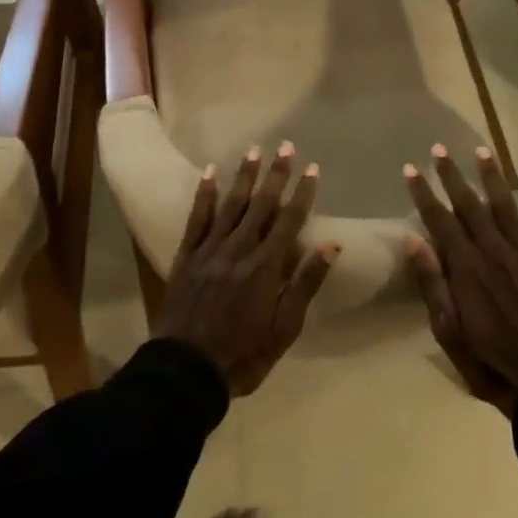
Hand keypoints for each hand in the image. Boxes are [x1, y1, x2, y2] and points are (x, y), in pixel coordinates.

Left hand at [155, 143, 339, 395]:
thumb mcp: (284, 329)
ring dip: (245, 176)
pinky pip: (196, 217)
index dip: (303, 193)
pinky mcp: (186, 255)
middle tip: (287, 146)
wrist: (185, 371)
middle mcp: (239, 249)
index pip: (289, 221)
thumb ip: (305, 285)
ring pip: (231, 204)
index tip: (313, 168)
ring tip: (255, 150)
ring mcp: (210, 249)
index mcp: (265, 267)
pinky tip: (211, 172)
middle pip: (262, 204)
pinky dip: (204, 193)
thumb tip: (332, 246)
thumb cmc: (243, 355)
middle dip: (276, 174)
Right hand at [404, 144, 517, 416]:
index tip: (411, 169)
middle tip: (439, 149)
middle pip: (469, 204)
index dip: (423, 193)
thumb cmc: (487, 362)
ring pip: (505, 206)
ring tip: (482, 151)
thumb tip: (414, 240)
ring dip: (492, 177)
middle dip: (452, 175)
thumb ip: (432, 285)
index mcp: (466, 268)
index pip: (439, 220)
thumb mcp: (448, 332)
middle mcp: (494, 252)